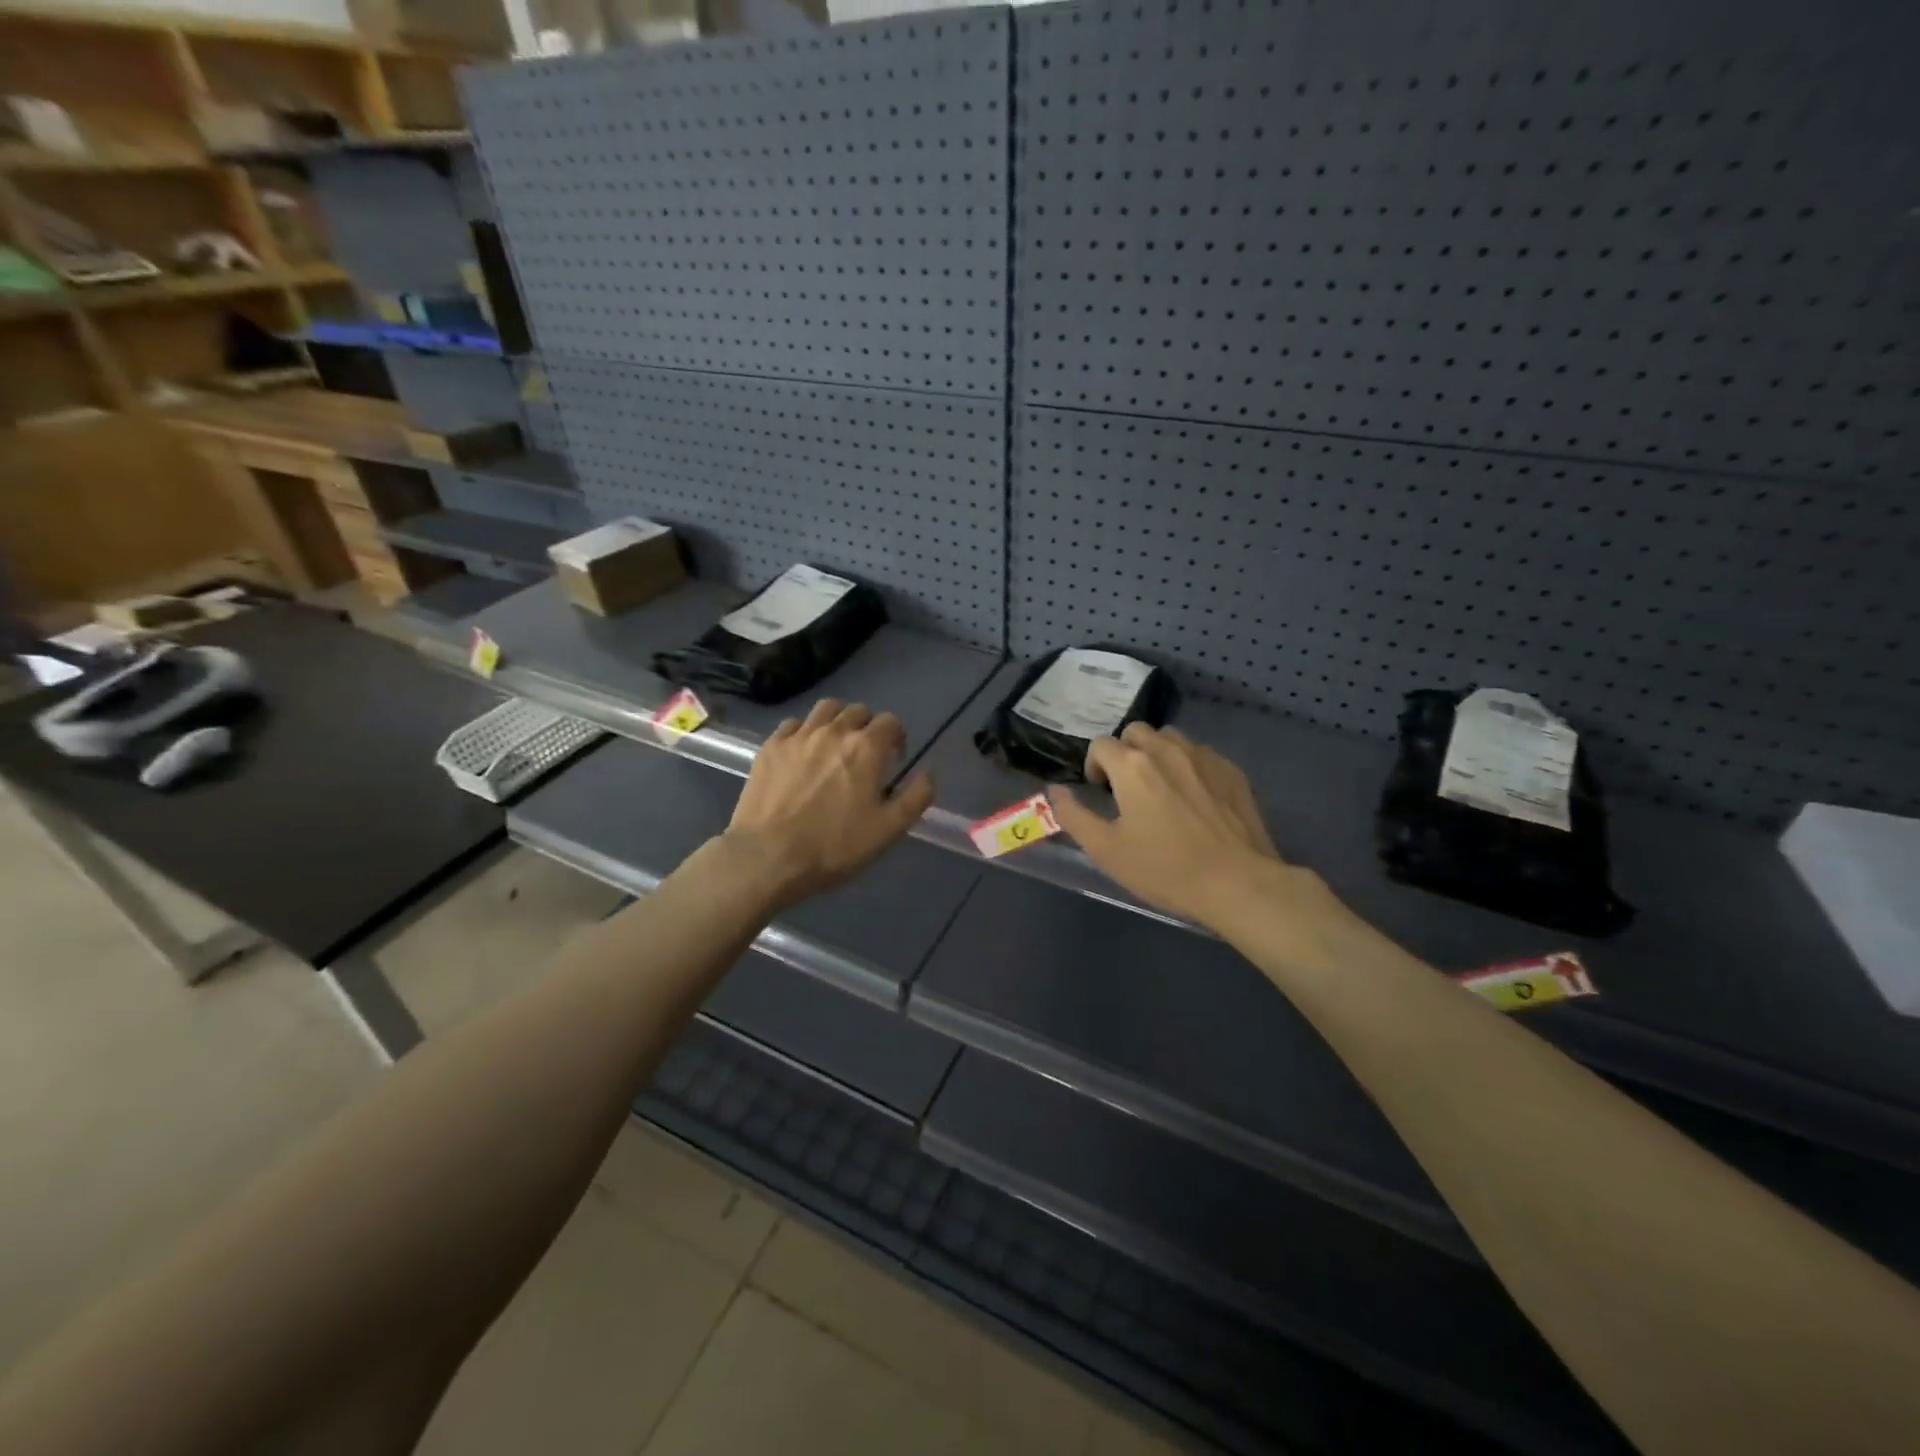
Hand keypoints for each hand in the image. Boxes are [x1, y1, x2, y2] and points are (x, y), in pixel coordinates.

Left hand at [725, 699, 933, 907]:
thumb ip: (916, 797)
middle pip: (858, 710)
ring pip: (825, 709)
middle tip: (865, 754)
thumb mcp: (888, 830)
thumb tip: (929, 774)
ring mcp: (798, 736)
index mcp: (866, 748)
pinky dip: (804, 731)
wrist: (767, 857)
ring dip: (837, 720)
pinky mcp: (770, 747)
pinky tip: (802, 753)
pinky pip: (793, 724)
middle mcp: (834, 731)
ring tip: (835, 745)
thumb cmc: (834, 847)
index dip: (897, 737)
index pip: (890, 722)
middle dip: (868, 727)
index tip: (894, 760)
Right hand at [1047, 725, 1335, 936]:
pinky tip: (1195, 800)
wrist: (1238, 883)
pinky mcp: (1232, 771)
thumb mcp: (1106, 850)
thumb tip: (1055, 790)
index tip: (1102, 794)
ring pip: (1171, 738)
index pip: (1100, 744)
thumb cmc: (1165, 869)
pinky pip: (1201, 754)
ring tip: (1161, 789)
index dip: (1094, 766)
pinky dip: (1189, 766)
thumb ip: (1073, 815)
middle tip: (1128, 788)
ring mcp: (1204, 757)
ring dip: (1158, 754)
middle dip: (1125, 753)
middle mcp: (1167, 749)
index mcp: (1132, 766)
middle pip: (1136, 732)